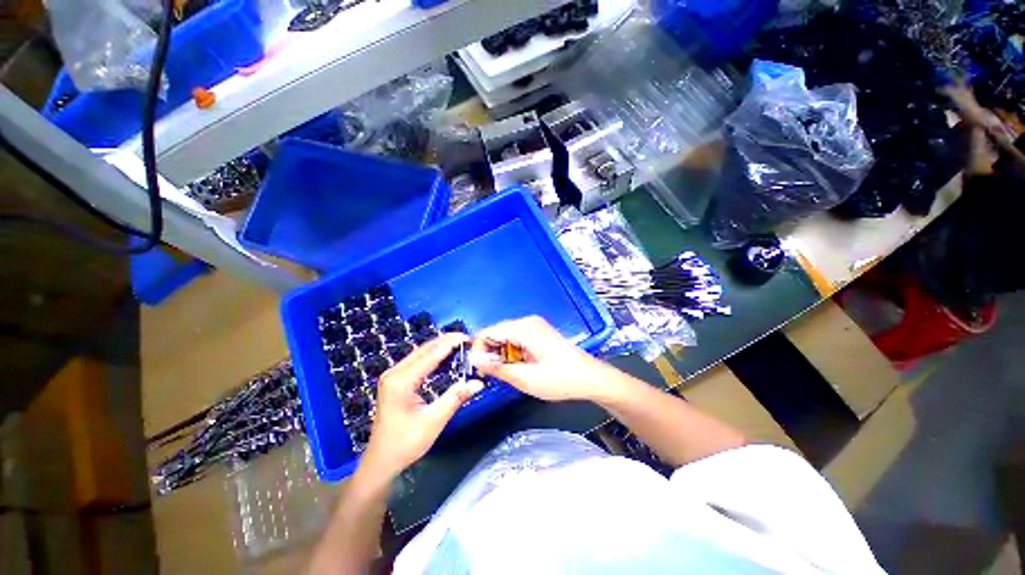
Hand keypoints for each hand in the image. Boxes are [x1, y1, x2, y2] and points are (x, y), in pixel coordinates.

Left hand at [360, 333, 483, 478]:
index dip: (450, 344)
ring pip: (420, 353)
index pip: (430, 355)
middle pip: (424, 349)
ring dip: (439, 346)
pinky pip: (416, 361)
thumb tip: (478, 382)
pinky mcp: (394, 381)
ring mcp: (392, 376)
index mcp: (401, 381)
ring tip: (459, 343)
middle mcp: (394, 373)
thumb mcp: (433, 422)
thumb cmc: (405, 444)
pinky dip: (432, 355)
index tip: (468, 337)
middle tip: (467, 338)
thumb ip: (455, 398)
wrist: (381, 461)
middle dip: (446, 341)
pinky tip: (444, 355)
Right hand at [470, 316, 617, 402]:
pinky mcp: (539, 331)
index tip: (476, 368)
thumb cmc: (560, 379)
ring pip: (506, 335)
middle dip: (489, 351)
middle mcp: (528, 321)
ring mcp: (534, 325)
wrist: (590, 377)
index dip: (478, 349)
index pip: (488, 332)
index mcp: (524, 328)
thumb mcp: (526, 378)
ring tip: (506, 372)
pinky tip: (518, 365)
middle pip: (496, 332)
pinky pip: (516, 337)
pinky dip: (511, 351)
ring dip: (501, 352)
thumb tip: (474, 359)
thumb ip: (497, 367)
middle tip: (490, 374)